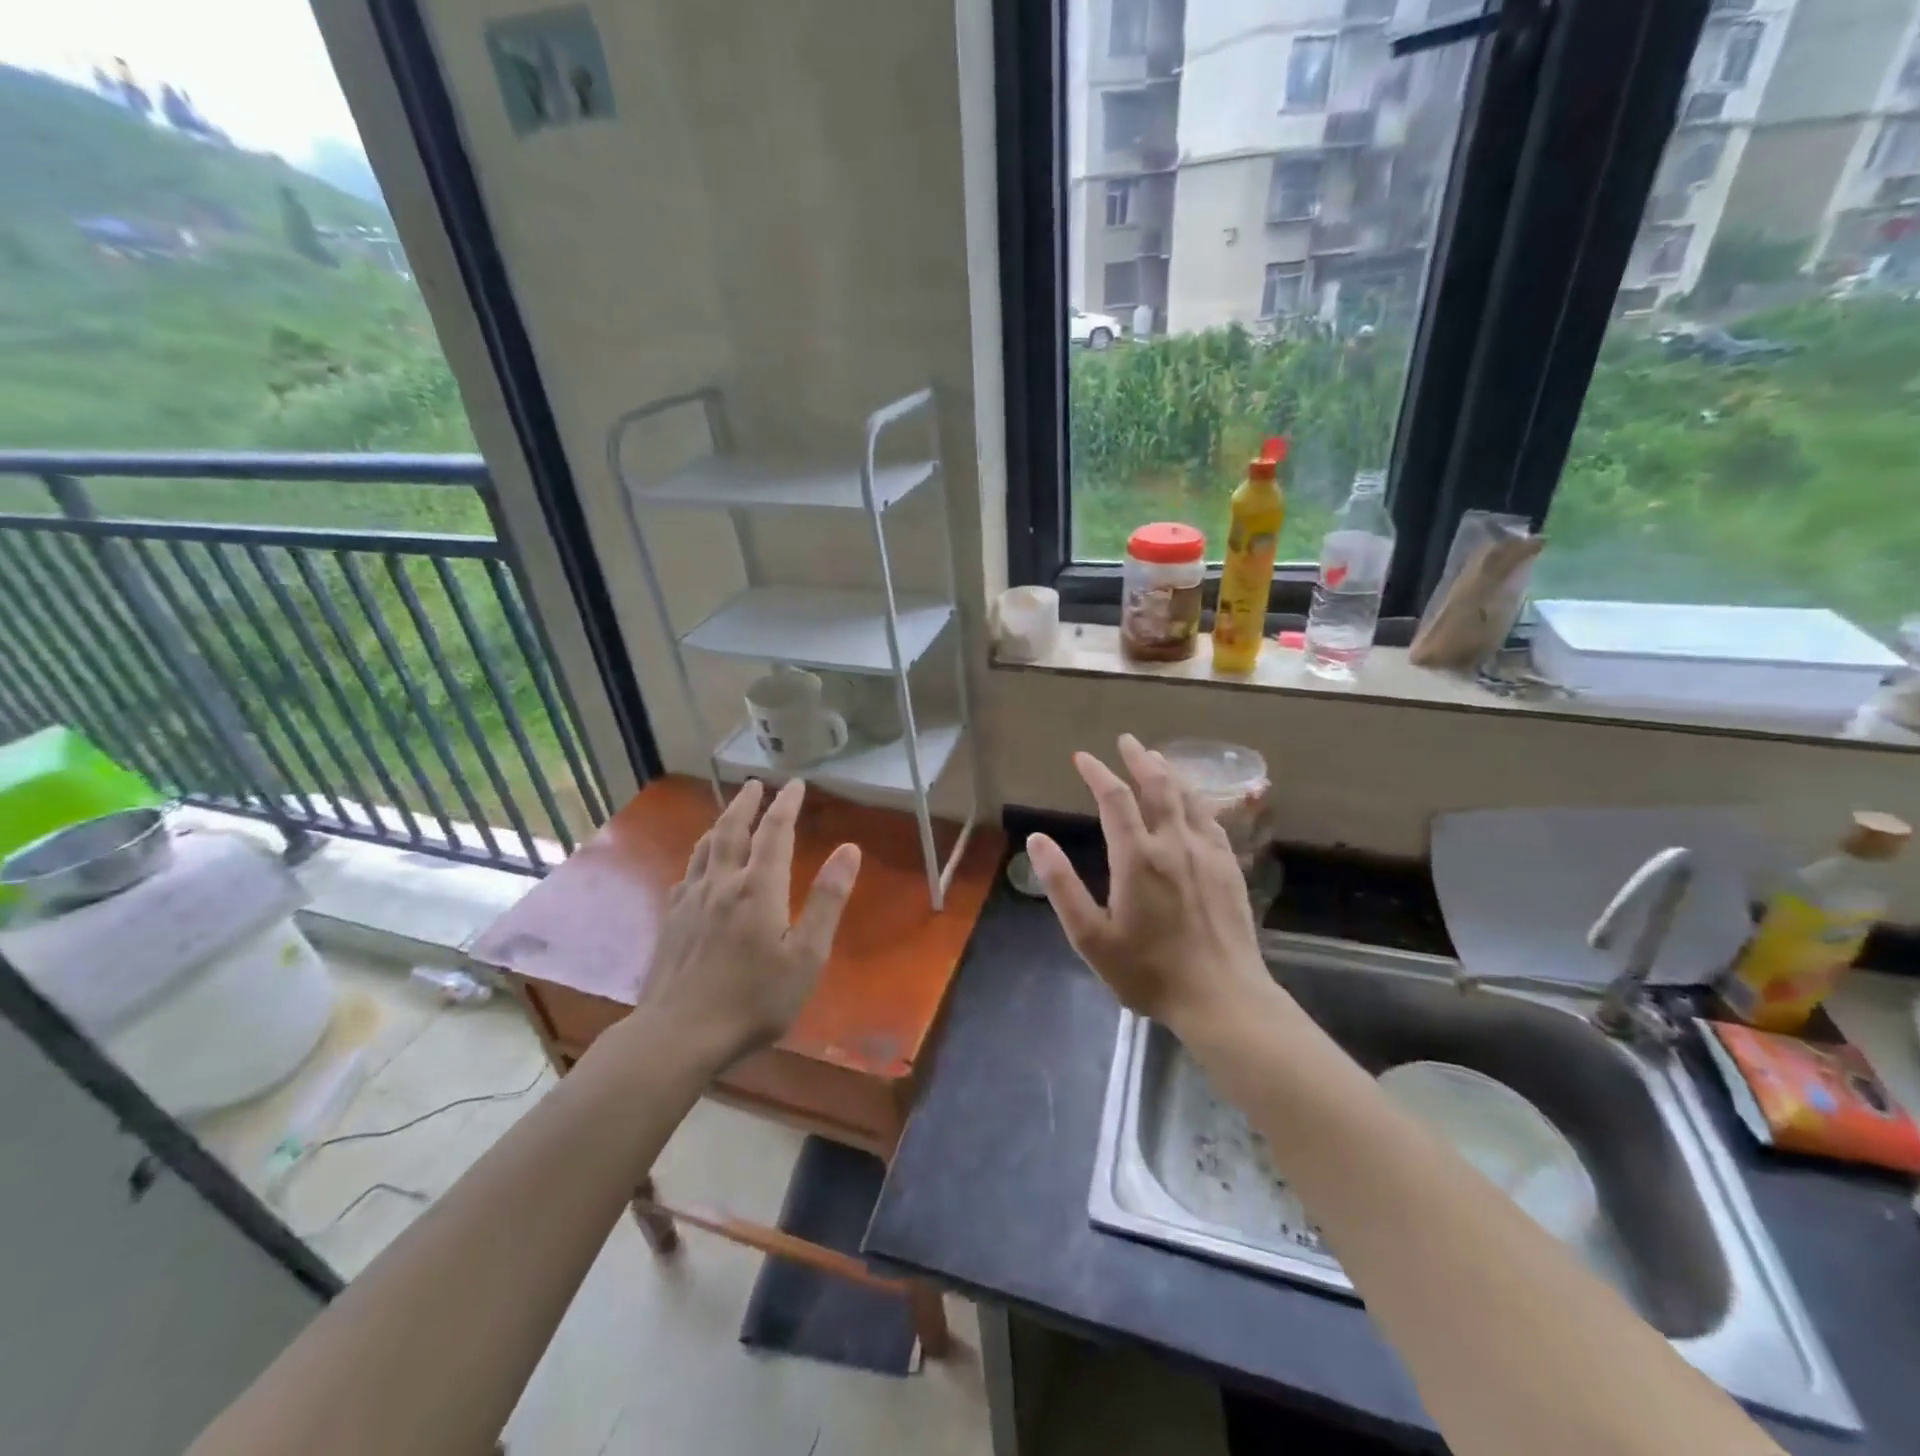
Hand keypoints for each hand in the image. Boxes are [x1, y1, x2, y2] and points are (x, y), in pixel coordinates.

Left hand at [629, 779, 860, 1071]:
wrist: (678, 1034)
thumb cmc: (754, 1000)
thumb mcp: (806, 956)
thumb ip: (827, 900)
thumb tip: (849, 849)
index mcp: (758, 888)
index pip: (774, 832)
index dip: (786, 804)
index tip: (794, 784)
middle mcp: (722, 883)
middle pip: (732, 830)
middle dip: (746, 803)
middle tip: (756, 784)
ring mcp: (690, 900)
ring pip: (705, 848)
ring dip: (721, 823)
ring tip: (730, 813)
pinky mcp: (671, 920)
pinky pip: (687, 873)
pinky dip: (699, 855)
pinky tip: (699, 865)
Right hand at [1026, 735, 1275, 1034]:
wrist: (1222, 998)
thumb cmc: (1148, 971)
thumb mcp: (1091, 937)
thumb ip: (1062, 886)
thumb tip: (1037, 840)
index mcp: (1137, 858)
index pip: (1114, 799)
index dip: (1097, 773)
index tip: (1083, 757)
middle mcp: (1174, 844)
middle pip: (1157, 786)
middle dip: (1139, 759)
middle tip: (1126, 740)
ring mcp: (1207, 853)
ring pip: (1188, 797)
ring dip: (1168, 772)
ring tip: (1155, 758)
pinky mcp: (1228, 867)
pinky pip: (1211, 819)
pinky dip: (1196, 798)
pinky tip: (1192, 800)